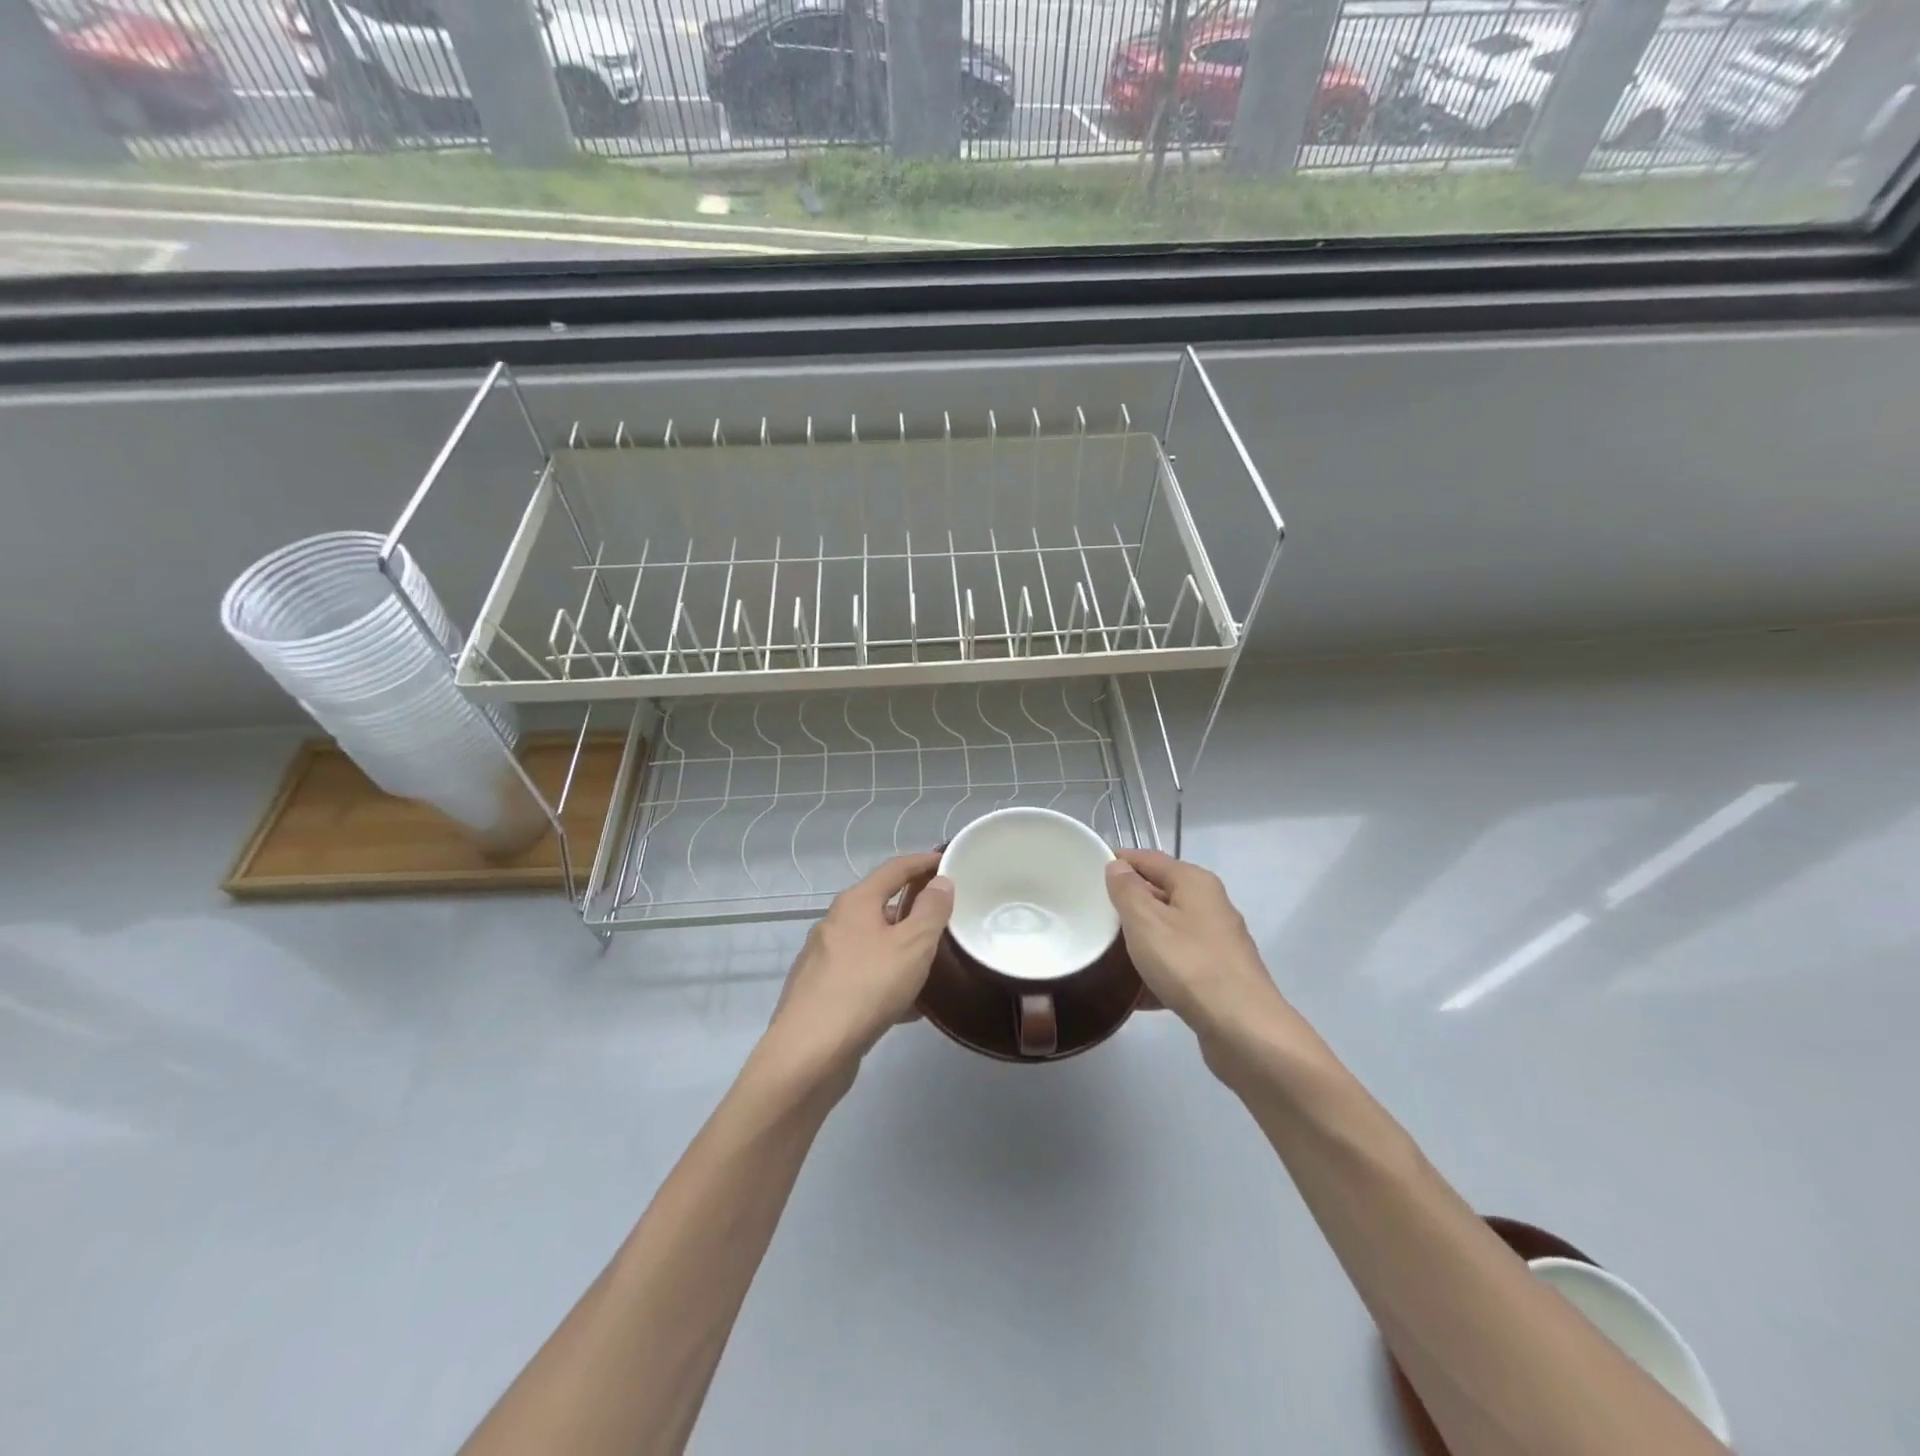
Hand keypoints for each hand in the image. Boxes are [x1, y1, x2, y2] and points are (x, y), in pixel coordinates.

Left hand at [765, 853, 953, 1080]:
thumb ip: (931, 911)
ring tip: (932, 963)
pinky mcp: (821, 993)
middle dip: (913, 909)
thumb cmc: (866, 988)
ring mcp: (824, 959)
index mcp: (855, 903)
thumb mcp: (912, 945)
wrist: (809, 1053)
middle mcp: (835, 923)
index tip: (948, 861)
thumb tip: (940, 882)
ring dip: (901, 948)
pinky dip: (887, 980)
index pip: (895, 868)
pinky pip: (863, 976)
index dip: (923, 862)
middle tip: (945, 917)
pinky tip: (907, 1007)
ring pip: (872, 944)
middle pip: (880, 905)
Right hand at [1104, 849, 1289, 1062]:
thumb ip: (1127, 890)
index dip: (1118, 861)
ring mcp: (1216, 943)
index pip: (1148, 859)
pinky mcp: (1217, 977)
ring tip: (1104, 953)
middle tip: (1090, 914)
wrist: (1244, 1030)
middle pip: (1160, 894)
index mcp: (1195, 883)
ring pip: (1167, 931)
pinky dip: (1156, 972)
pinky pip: (1177, 964)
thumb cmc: (1189, 965)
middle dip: (1126, 903)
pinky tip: (1132, 992)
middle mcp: (1210, 906)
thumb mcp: (1145, 921)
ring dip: (1139, 940)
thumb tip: (1118, 867)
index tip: (1086, 872)